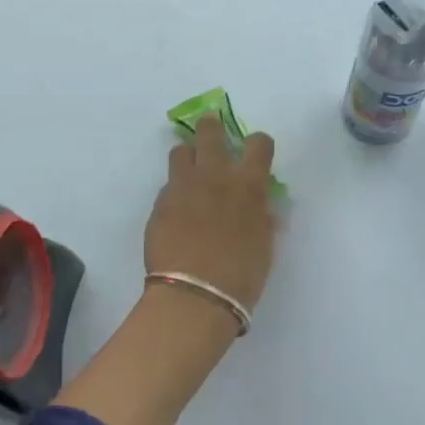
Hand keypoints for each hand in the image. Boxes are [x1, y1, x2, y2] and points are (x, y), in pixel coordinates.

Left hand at [145, 112, 276, 315]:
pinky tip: (178, 210)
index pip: (258, 143)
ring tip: (191, 171)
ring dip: (188, 156)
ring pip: (180, 151)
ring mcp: (183, 187)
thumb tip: (262, 207)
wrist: (194, 296)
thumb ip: (263, 218)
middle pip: (210, 132)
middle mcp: (215, 176)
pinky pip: (168, 184)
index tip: (255, 152)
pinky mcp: (160, 203)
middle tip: (212, 134)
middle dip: (212, 128)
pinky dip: (175, 189)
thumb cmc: (241, 276)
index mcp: (248, 185)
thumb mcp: (265, 246)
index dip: (258, 144)